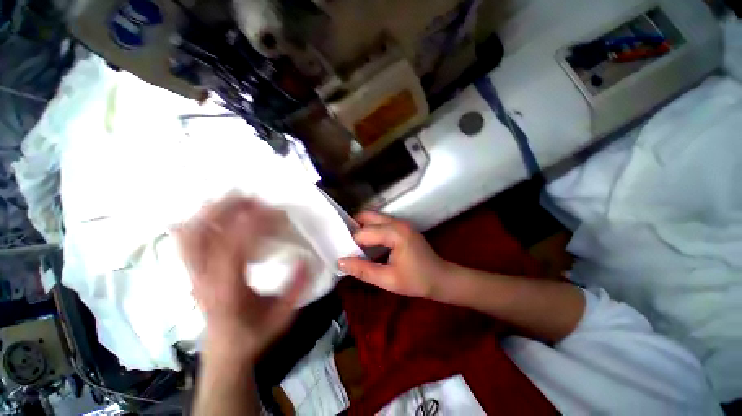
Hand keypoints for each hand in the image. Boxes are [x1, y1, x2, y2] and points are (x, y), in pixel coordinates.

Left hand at [174, 196, 309, 361]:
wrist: (225, 352)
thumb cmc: (254, 334)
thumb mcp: (282, 315)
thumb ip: (296, 288)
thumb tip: (307, 260)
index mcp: (227, 291)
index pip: (233, 250)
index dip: (252, 226)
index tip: (272, 211)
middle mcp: (204, 280)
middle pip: (202, 236)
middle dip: (226, 210)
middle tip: (252, 197)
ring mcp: (193, 275)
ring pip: (190, 235)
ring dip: (211, 212)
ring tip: (234, 198)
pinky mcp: (192, 273)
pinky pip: (186, 242)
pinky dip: (196, 222)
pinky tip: (213, 213)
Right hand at [338, 211, 448, 298]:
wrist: (442, 279)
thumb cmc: (417, 281)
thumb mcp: (388, 280)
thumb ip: (363, 270)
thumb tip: (341, 261)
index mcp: (395, 233)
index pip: (364, 232)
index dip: (351, 243)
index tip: (341, 253)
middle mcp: (397, 223)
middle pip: (368, 217)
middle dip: (353, 228)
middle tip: (343, 243)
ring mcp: (401, 223)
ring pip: (374, 217)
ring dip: (361, 227)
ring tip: (350, 243)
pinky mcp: (402, 227)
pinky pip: (381, 222)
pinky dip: (370, 229)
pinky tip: (365, 242)